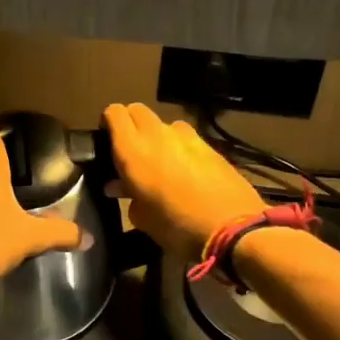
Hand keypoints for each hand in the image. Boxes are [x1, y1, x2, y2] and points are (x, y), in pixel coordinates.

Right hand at [102, 103, 264, 261]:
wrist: (233, 228)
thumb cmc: (177, 227)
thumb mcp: (143, 218)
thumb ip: (127, 196)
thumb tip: (119, 186)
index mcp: (132, 150)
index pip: (113, 113)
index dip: (108, 123)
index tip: (107, 142)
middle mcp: (157, 134)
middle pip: (137, 111)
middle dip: (131, 124)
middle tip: (130, 151)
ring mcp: (187, 136)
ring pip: (164, 124)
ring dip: (157, 136)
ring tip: (160, 161)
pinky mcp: (209, 145)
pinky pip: (186, 138)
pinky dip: (180, 147)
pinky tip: (185, 171)